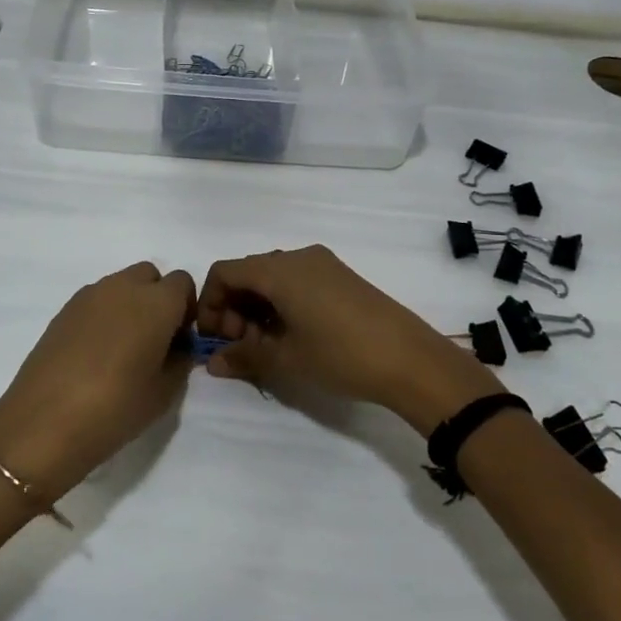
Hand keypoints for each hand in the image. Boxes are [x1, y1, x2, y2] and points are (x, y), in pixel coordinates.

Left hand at [0, 262, 196, 505]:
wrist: (45, 422)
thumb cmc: (116, 407)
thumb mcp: (164, 393)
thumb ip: (180, 360)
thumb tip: (176, 347)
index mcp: (156, 302)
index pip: (183, 283)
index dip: (185, 309)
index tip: (178, 340)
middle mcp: (123, 287)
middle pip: (150, 276)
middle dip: (157, 299)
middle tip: (153, 340)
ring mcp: (89, 296)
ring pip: (120, 286)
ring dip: (129, 306)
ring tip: (121, 349)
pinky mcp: (63, 310)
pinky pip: (95, 301)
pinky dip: (103, 316)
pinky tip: (94, 354)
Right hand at [196, 245, 501, 434]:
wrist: (411, 359)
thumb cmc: (341, 355)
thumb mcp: (286, 359)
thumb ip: (244, 356)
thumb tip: (213, 363)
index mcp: (279, 270)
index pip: (225, 272)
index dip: (209, 303)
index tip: (213, 338)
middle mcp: (298, 257)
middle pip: (248, 272)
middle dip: (233, 307)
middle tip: (239, 346)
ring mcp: (323, 264)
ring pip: (273, 277)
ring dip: (256, 307)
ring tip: (264, 346)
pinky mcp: (341, 277)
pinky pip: (296, 281)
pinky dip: (280, 303)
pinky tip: (290, 335)